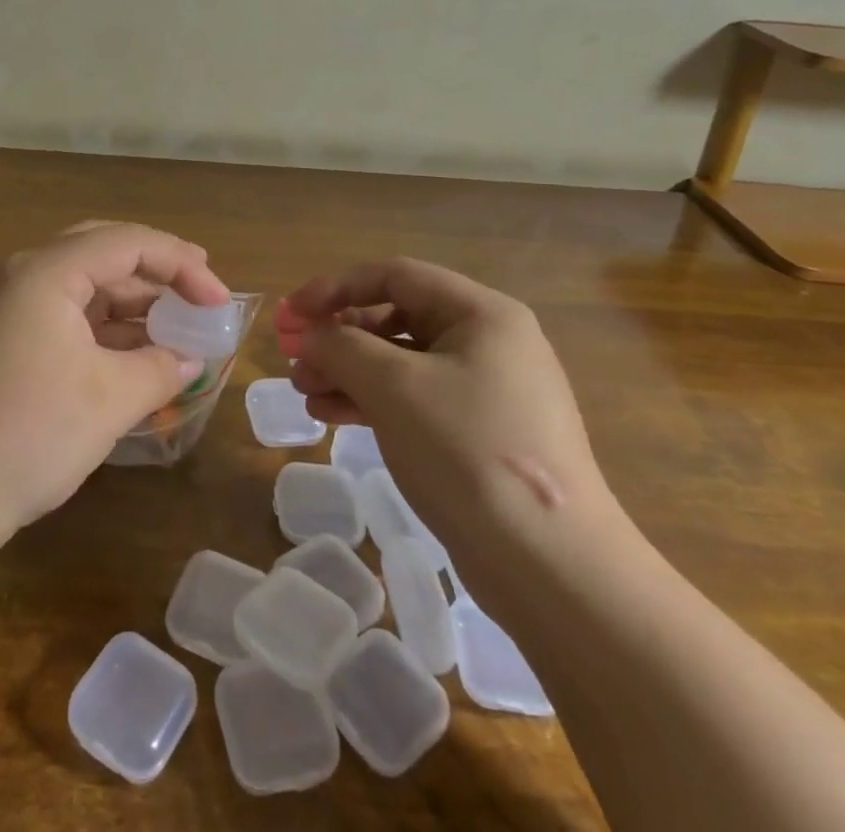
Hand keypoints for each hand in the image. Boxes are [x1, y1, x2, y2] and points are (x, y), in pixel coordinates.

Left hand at [0, 222, 228, 559]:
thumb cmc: (29, 433)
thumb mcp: (110, 399)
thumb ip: (161, 367)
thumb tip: (192, 357)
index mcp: (47, 272)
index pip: (128, 242)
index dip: (182, 264)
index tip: (220, 301)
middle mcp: (26, 277)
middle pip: (105, 252)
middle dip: (158, 269)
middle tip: (201, 289)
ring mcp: (11, 310)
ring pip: (86, 286)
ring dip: (133, 302)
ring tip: (177, 326)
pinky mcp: (7, 343)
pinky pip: (69, 317)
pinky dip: (108, 329)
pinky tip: (137, 354)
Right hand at [281, 259, 620, 604]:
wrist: (553, 569)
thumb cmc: (469, 452)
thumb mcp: (394, 388)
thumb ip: (341, 347)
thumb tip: (309, 336)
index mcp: (480, 313)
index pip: (394, 276)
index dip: (335, 287)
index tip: (291, 313)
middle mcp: (486, 342)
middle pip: (395, 318)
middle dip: (338, 335)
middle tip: (292, 356)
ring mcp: (485, 390)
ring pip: (400, 362)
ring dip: (347, 370)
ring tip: (303, 391)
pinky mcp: (478, 434)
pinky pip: (413, 399)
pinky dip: (371, 401)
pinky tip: (330, 415)